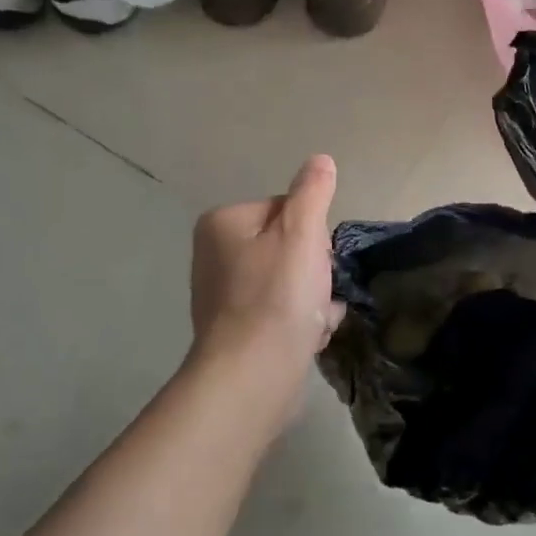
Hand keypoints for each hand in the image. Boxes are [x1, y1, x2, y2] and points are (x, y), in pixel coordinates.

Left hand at [186, 155, 344, 413]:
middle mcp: (215, 254)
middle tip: (317, 294)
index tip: (317, 261)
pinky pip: (281, 312)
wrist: (253, 375)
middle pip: (289, 246)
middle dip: (314, 270)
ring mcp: (223, 295)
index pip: (286, 209)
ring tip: (315, 321)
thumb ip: (313, 192)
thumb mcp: (302, 233)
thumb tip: (320, 160)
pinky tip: (308, 337)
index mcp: (223, 223)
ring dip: (314, 299)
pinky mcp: (236, 329)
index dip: (313, 234)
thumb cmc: (278, 296)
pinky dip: (300, 322)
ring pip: (290, 282)